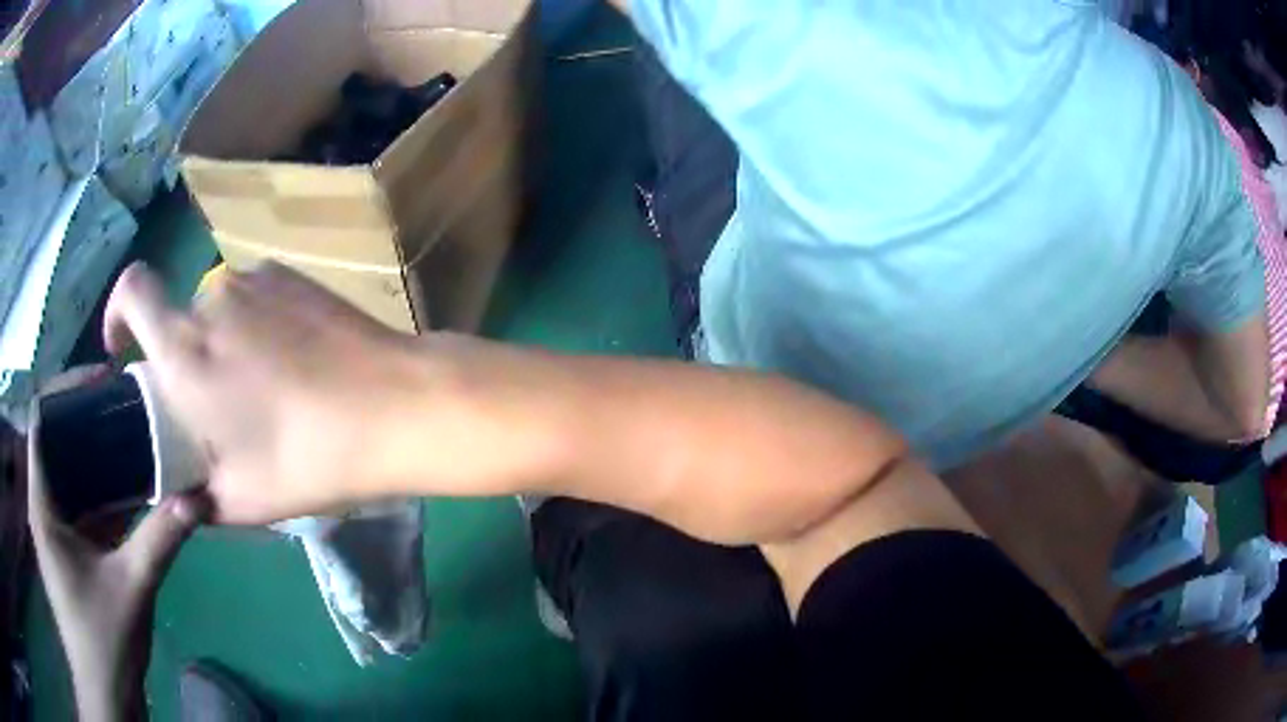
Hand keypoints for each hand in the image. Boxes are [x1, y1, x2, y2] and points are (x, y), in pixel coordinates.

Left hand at [28, 401, 207, 721]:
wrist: (105, 690)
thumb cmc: (104, 640)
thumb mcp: (131, 589)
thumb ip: (159, 540)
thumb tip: (196, 498)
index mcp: (43, 504)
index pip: (40, 420)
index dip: (65, 392)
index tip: (102, 383)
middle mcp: (43, 505)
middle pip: (56, 440)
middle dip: (87, 420)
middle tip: (125, 408)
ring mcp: (55, 528)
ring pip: (69, 472)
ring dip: (97, 455)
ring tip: (132, 440)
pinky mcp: (69, 548)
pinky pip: (81, 503)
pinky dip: (102, 491)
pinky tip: (130, 490)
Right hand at [102, 262, 447, 524]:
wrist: (395, 406)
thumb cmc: (308, 458)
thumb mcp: (242, 499)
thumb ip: (199, 499)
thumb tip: (184, 500)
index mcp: (185, 348)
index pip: (132, 291)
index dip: (117, 312)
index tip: (124, 348)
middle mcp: (213, 299)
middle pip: (179, 315)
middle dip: (184, 355)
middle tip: (215, 402)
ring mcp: (257, 279)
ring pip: (219, 309)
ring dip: (224, 343)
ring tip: (264, 389)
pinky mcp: (294, 276)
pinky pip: (256, 299)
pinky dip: (256, 326)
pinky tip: (293, 362)